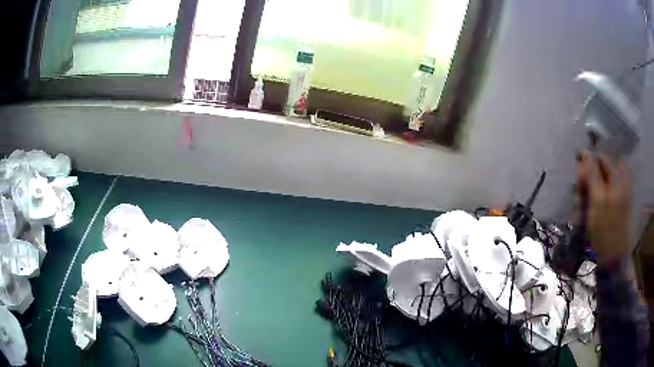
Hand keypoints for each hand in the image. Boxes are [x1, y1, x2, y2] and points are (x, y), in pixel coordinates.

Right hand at [576, 150, 631, 266]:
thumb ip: (591, 174)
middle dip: (586, 186)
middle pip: (598, 174)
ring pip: (597, 188)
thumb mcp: (597, 200)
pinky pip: (599, 200)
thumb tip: (583, 152)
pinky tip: (585, 219)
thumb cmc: (606, 230)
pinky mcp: (613, 208)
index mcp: (618, 177)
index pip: (599, 159)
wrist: (613, 260)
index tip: (578, 184)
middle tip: (579, 203)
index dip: (587, 167)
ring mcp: (617, 196)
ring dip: (586, 199)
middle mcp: (618, 182)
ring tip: (581, 215)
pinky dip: (591, 207)